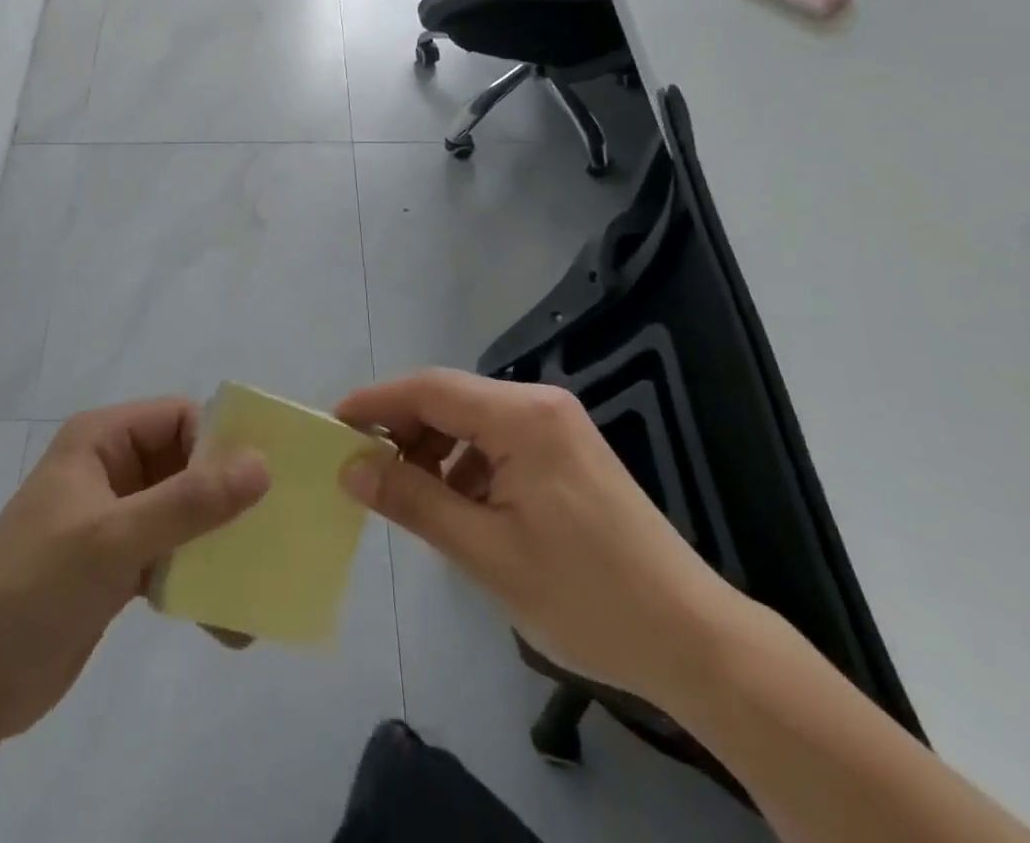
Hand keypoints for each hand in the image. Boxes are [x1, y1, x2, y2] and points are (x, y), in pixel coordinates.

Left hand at [0, 398, 268, 744]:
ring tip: (257, 585)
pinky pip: (170, 558)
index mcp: (102, 440)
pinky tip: (227, 622)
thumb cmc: (34, 586)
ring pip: (182, 516)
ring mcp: (113, 520)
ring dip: (217, 548)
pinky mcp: (115, 567)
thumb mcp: (114, 538)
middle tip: (276, 534)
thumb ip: (189, 502)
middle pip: (186, 466)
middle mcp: (111, 470)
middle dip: (228, 501)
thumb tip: (262, 464)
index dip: (221, 444)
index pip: (179, 419)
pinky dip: (197, 582)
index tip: (264, 485)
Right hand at [336, 369, 745, 706]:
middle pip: (450, 399)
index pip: (429, 389)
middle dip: (403, 430)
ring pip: (472, 420)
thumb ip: (413, 501)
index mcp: (522, 417)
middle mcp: (540, 405)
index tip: (333, 426)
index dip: (376, 402)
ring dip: (434, 450)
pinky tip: (461, 507)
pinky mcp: (568, 451)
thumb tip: (351, 467)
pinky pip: (499, 440)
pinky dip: (467, 464)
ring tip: (413, 497)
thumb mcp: (486, 552)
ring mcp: (559, 425)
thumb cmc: (586, 597)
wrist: (696, 641)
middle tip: (367, 471)